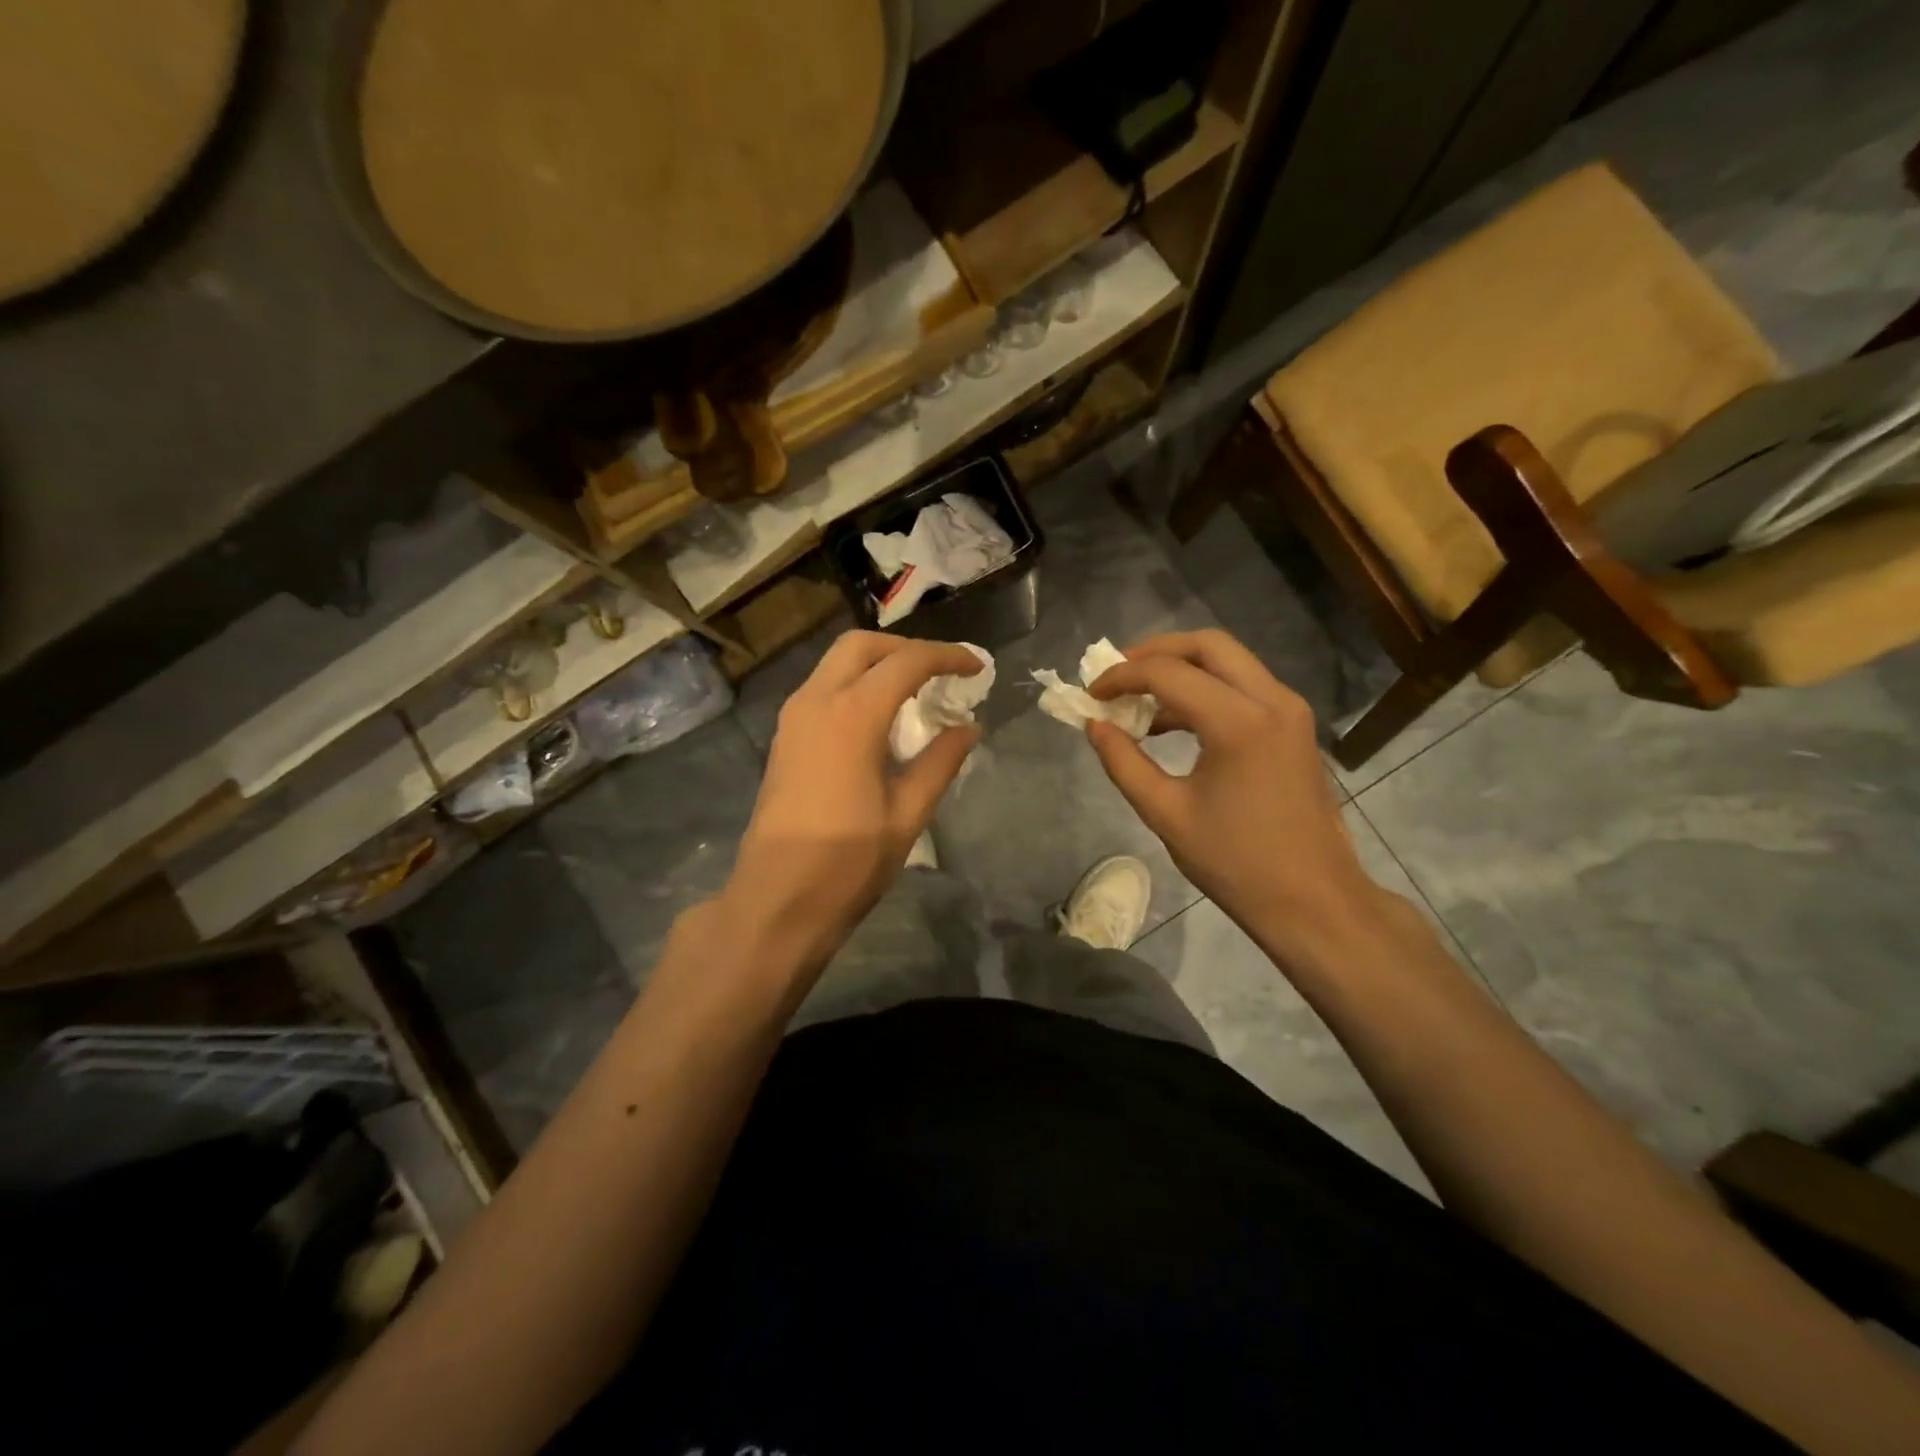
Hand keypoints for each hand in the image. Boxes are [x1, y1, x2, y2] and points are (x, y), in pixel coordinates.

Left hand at [720, 631, 982, 977]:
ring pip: (836, 663)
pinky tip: (879, 717)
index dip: (947, 657)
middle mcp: (816, 701)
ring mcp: (793, 717)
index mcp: (852, 715)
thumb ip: (940, 762)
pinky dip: (855, 684)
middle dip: (905, 648)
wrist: (776, 899)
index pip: (906, 662)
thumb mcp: (907, 814)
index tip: (977, 667)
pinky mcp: (784, 737)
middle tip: (940, 672)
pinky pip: (822, 687)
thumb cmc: (847, 862)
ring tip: (915, 691)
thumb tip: (969, 727)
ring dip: (877, 664)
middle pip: (861, 645)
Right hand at [1086, 629, 1389, 968]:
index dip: (1121, 677)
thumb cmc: (1236, 863)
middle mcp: (1272, 700)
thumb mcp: (1166, 813)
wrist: (1313, 901)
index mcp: (1239, 722)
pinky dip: (1205, 689)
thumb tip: (1094, 724)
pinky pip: (1244, 686)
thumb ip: (1123, 762)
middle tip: (1116, 676)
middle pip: (1207, 645)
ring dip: (1181, 669)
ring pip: (1229, 661)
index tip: (1090, 694)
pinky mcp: (1295, 727)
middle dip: (1155, 652)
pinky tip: (1173, 722)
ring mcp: (1290, 711)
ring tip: (1138, 700)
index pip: (1168, 673)